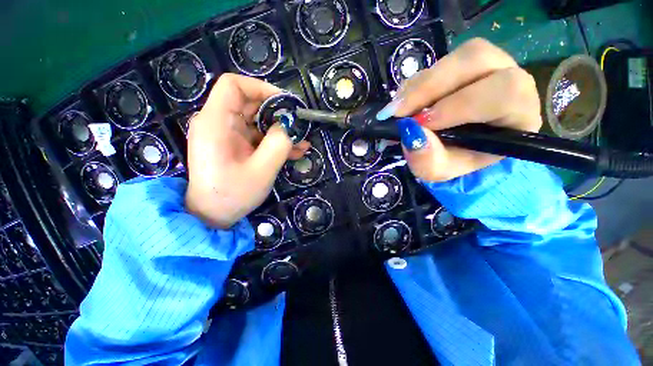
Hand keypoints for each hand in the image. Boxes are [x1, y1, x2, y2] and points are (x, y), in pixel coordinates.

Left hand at [185, 74, 309, 227]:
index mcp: (216, 123)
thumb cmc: (233, 195)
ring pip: (256, 121)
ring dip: (280, 130)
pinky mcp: (234, 145)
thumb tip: (290, 124)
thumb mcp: (262, 170)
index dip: (262, 88)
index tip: (286, 104)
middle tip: (299, 125)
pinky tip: (294, 151)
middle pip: (249, 103)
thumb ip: (278, 144)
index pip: (234, 85)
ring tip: (302, 142)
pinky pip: (256, 136)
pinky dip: (274, 141)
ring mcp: (226, 135)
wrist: (212, 216)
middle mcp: (217, 123)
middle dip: (278, 113)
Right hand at [377, 38, 541, 181]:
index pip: (504, 93)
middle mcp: (510, 80)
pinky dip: (413, 84)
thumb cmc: (454, 160)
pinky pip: (437, 63)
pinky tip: (403, 105)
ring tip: (397, 110)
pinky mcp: (462, 65)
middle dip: (430, 86)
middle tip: (398, 112)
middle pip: (478, 59)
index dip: (458, 104)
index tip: (419, 123)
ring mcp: (488, 66)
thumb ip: (427, 159)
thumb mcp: (439, 171)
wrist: (455, 149)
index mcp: (517, 114)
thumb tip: (410, 132)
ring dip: (419, 84)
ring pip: (457, 56)